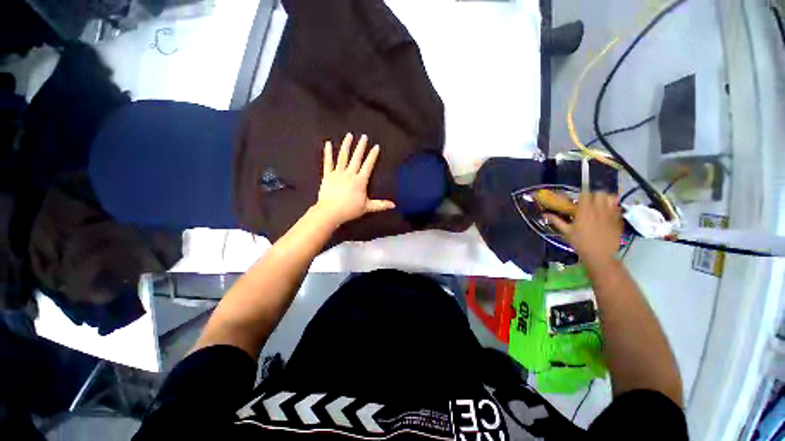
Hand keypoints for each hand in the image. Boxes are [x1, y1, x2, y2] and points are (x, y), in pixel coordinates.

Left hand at [315, 133, 395, 225]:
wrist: (330, 212)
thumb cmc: (349, 210)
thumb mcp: (367, 207)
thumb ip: (380, 205)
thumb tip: (393, 205)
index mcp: (360, 181)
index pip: (368, 165)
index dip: (372, 156)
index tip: (376, 146)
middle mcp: (350, 174)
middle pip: (356, 158)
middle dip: (361, 146)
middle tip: (364, 136)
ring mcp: (338, 173)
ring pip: (343, 157)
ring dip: (346, 145)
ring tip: (349, 135)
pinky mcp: (327, 175)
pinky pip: (328, 162)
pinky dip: (327, 153)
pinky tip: (327, 143)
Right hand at [545, 192, 621, 265]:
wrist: (600, 255)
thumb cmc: (580, 243)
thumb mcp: (566, 232)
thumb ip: (556, 221)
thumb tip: (544, 214)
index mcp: (584, 211)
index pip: (585, 194)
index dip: (583, 193)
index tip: (580, 197)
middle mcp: (598, 210)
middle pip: (599, 193)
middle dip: (594, 194)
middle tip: (590, 200)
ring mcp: (610, 214)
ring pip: (610, 198)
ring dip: (605, 198)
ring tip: (601, 203)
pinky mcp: (618, 219)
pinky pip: (617, 207)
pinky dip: (613, 206)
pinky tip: (609, 210)